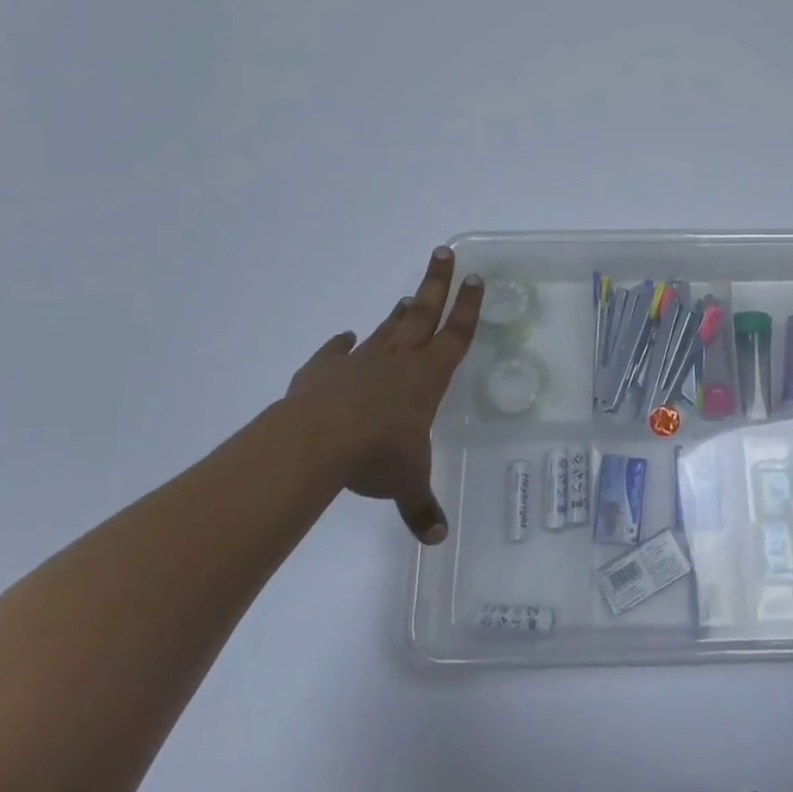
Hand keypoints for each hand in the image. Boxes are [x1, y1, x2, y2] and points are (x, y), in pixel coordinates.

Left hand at [278, 246, 481, 543]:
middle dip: (436, 284)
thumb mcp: (405, 482)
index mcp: (426, 378)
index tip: (476, 279)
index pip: (455, 336)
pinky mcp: (322, 371)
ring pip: (386, 328)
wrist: (316, 441)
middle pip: (422, 313)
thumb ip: (421, 505)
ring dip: (399, 312)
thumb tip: (437, 538)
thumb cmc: (377, 454)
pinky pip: (335, 353)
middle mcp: (397, 361)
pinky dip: (340, 345)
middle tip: (443, 252)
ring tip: (408, 295)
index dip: (468, 309)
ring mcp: (358, 361)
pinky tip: (343, 337)